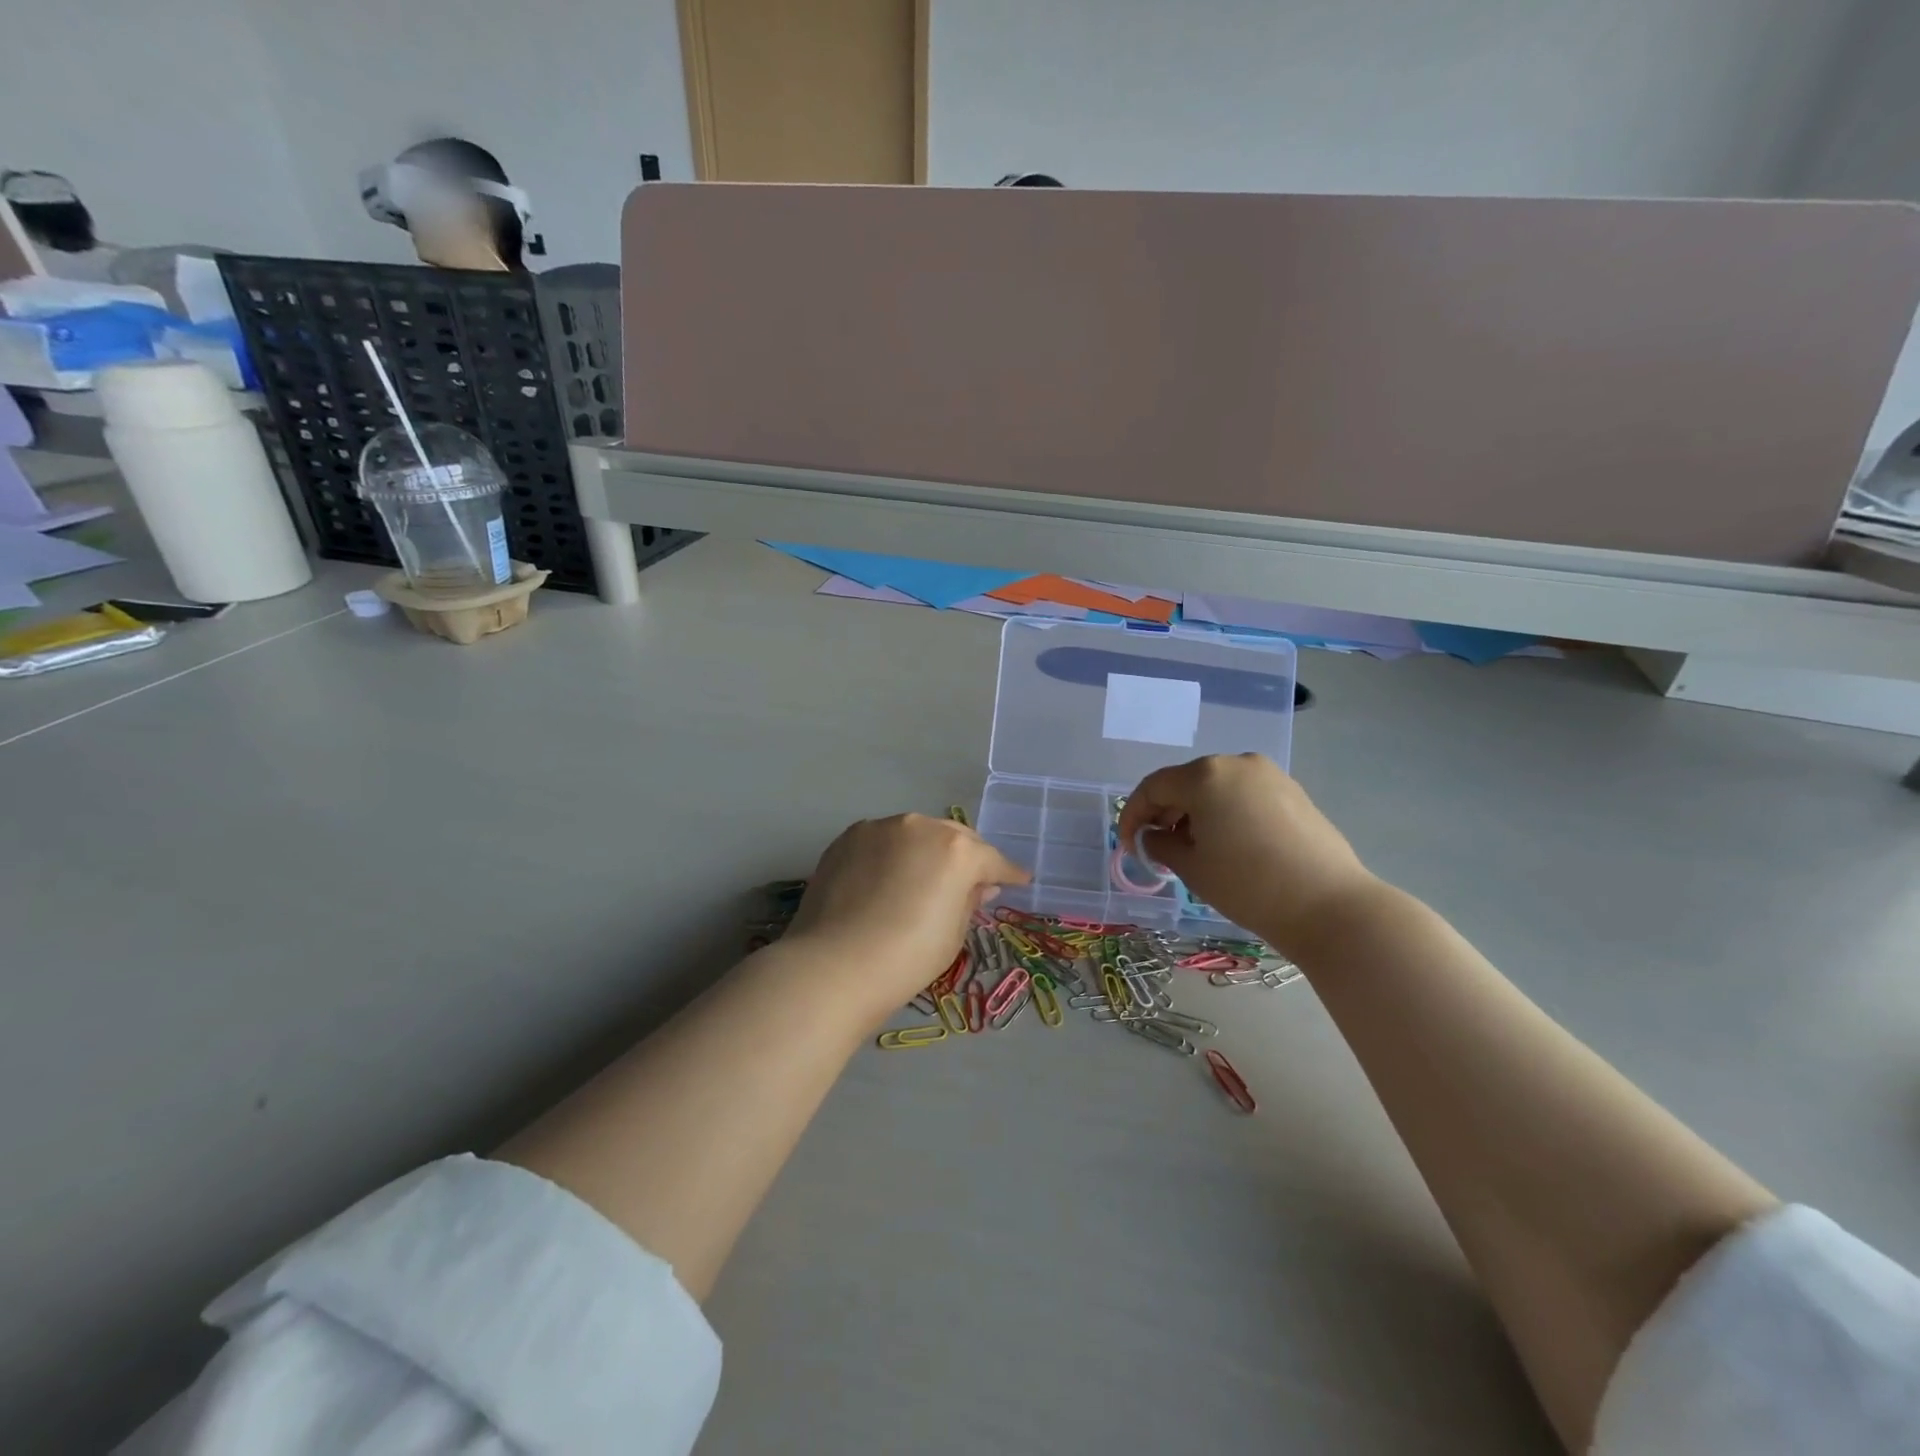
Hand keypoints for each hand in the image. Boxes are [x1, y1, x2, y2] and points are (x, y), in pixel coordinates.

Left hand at [786, 814, 1029, 1016]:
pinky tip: (887, 879)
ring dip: (926, 851)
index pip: (991, 860)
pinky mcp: (848, 837)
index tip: (1018, 880)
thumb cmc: (906, 958)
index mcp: (956, 850)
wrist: (834, 965)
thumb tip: (978, 886)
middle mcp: (921, 826)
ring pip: (916, 834)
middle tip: (971, 881)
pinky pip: (882, 841)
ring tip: (923, 879)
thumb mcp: (953, 935)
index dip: (1007, 873)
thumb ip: (969, 901)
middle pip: (953, 837)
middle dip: (966, 857)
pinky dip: (892, 854)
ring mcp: (880, 828)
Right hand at [1116, 754, 1376, 954]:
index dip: (1133, 815)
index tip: (1128, 845)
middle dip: (1165, 812)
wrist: (1329, 906)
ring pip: (1216, 788)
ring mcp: (1269, 775)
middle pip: (1185, 782)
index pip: (1153, 787)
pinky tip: (1228, 844)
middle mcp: (1236, 763)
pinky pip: (1244, 795)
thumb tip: (1152, 836)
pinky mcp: (1293, 792)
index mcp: (1205, 775)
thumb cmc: (1247, 885)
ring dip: (1195, 812)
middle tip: (1157, 846)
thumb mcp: (1191, 867)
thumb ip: (1160, 843)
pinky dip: (1225, 813)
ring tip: (1193, 848)